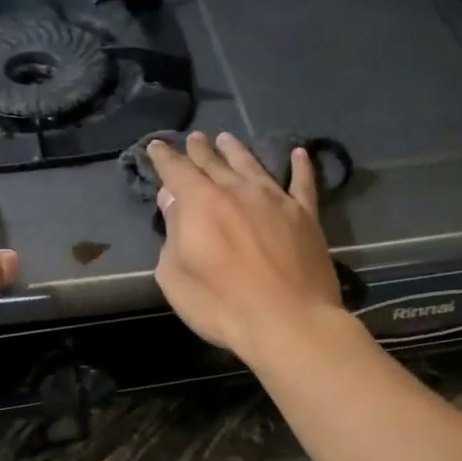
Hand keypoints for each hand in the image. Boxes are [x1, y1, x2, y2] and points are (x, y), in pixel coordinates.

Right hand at [147, 131, 344, 361]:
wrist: (289, 322)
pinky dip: (300, 166)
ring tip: (227, 138)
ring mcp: (275, 200)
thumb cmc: (222, 305)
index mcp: (201, 203)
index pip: (177, 171)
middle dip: (200, 150)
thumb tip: (172, 199)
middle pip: (214, 162)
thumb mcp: (176, 277)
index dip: (164, 157)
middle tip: (195, 138)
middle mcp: (237, 191)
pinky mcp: (305, 216)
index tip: (156, 146)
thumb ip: (172, 234)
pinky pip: (302, 183)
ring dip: (237, 150)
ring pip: (252, 164)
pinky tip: (299, 153)